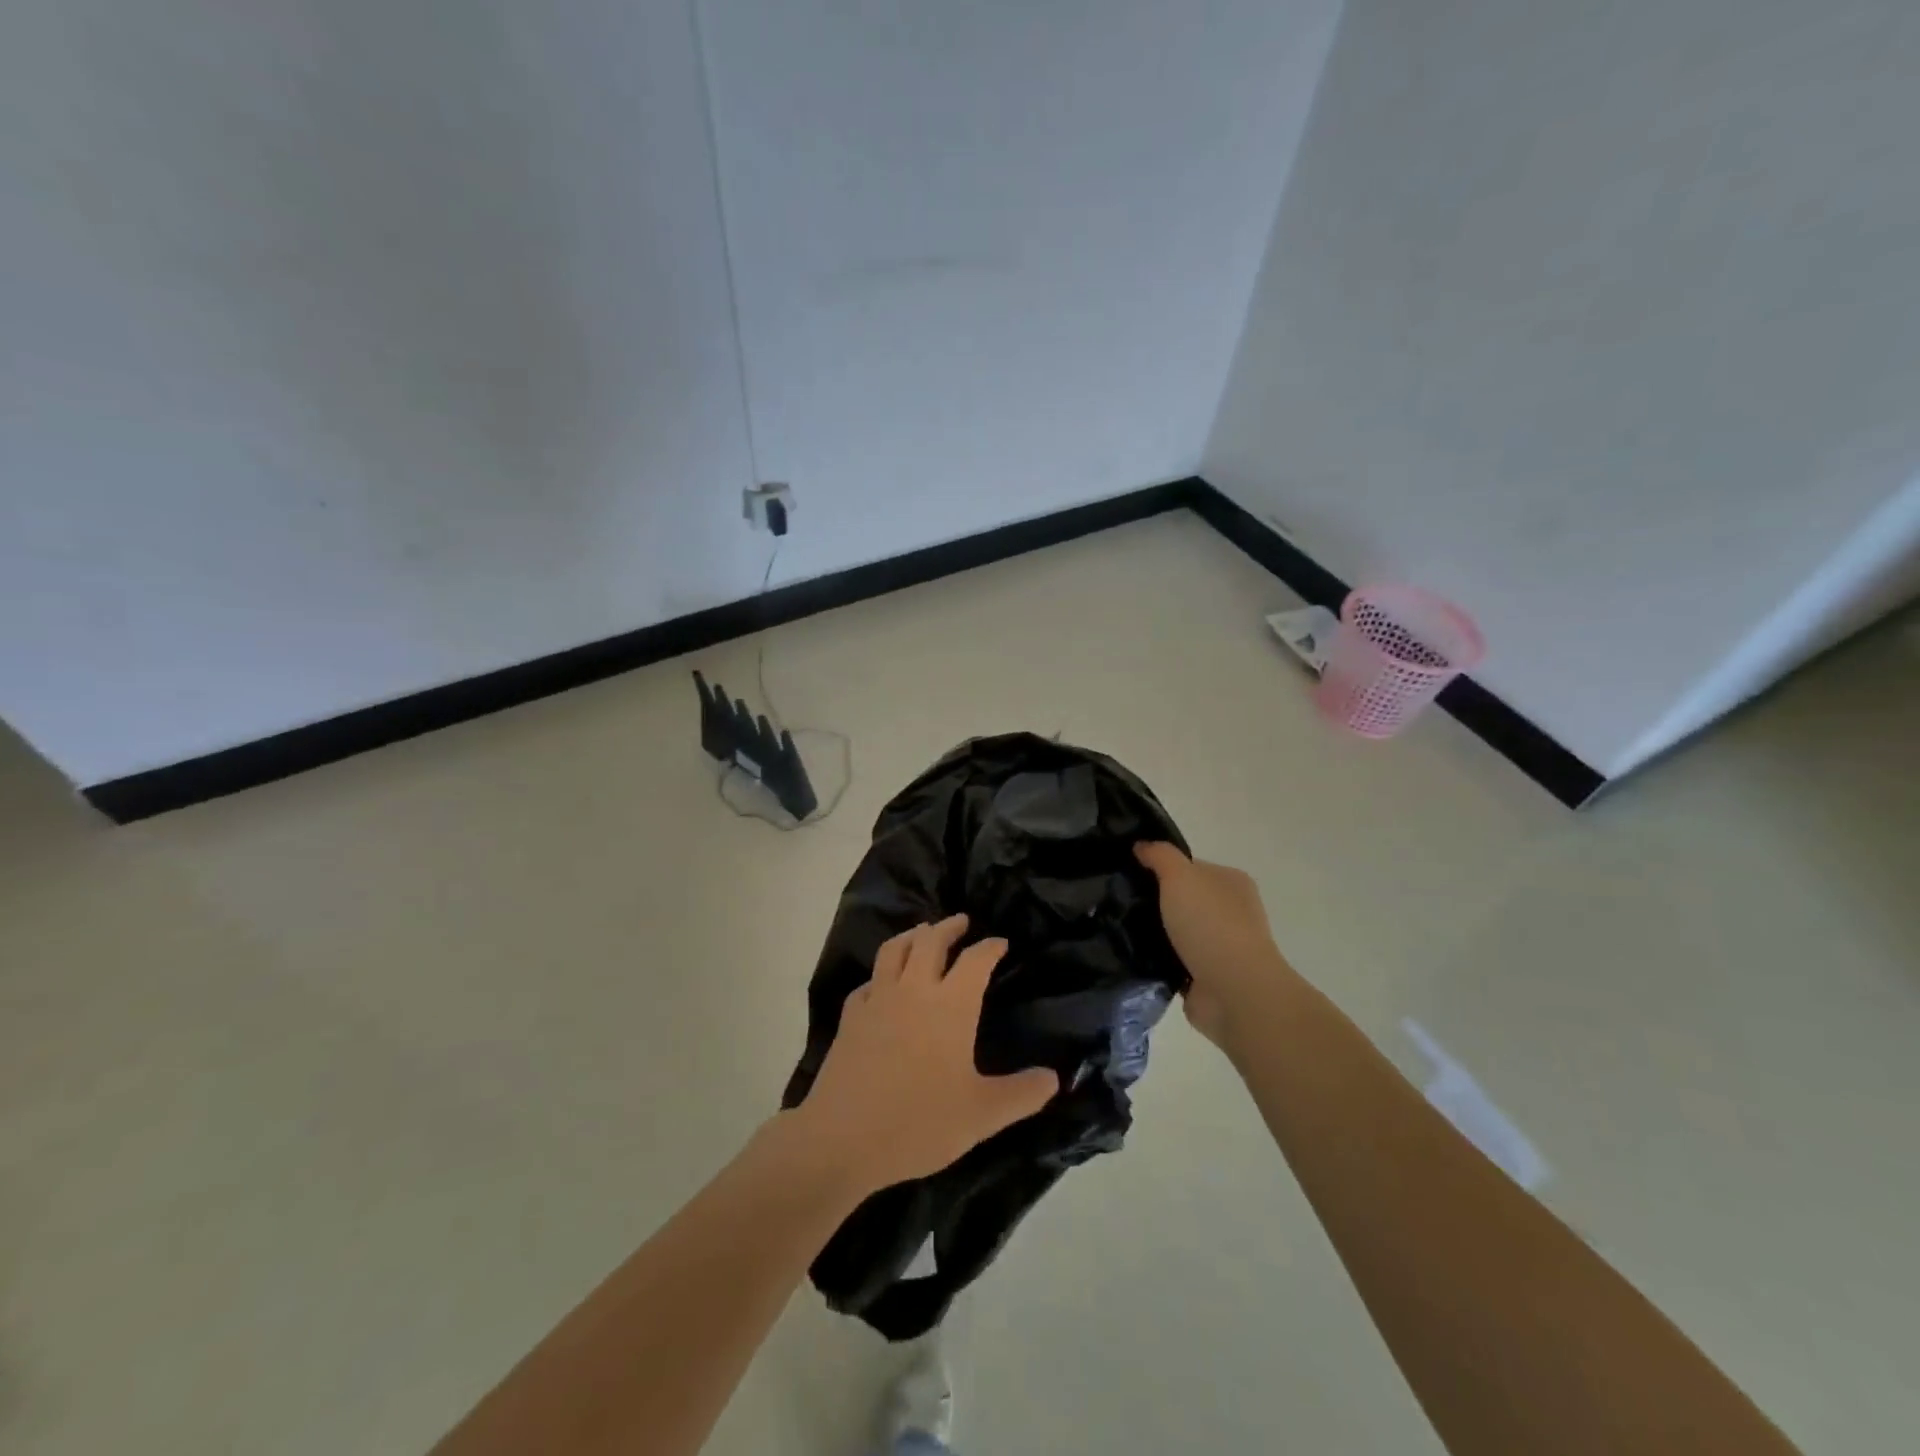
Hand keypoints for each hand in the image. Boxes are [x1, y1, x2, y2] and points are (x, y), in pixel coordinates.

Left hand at [792, 914, 1059, 1193]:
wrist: (843, 1138)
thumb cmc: (920, 1124)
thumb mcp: (982, 1116)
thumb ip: (1022, 1094)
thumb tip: (1055, 1078)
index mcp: (950, 1005)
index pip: (975, 960)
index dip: (990, 947)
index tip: (1000, 942)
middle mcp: (914, 990)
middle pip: (930, 941)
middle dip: (948, 926)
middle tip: (961, 921)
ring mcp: (877, 1000)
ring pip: (894, 950)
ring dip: (912, 935)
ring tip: (922, 933)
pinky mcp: (850, 1017)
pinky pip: (868, 982)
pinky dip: (881, 974)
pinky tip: (883, 984)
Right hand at [1134, 842, 1297, 1048]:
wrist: (1233, 990)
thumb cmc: (1210, 924)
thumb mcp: (1180, 875)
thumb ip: (1160, 855)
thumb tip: (1142, 846)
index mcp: (1231, 882)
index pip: (1190, 867)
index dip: (1161, 867)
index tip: (1130, 873)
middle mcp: (1230, 912)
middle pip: (1183, 899)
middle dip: (1155, 902)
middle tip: (1118, 901)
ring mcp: (1221, 947)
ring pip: (1177, 932)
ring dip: (1154, 933)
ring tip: (1117, 928)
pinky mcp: (1207, 977)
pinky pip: (1174, 961)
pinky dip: (1157, 961)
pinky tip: (1132, 956)